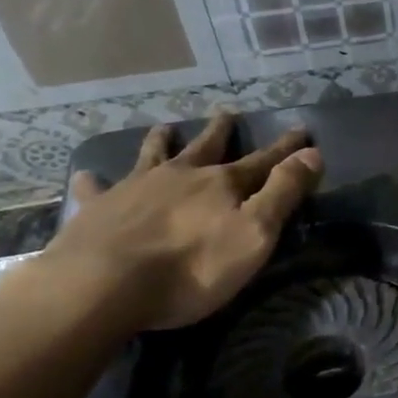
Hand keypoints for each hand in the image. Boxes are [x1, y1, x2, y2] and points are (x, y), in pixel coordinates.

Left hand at [43, 111, 323, 330]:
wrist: (104, 285)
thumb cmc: (192, 267)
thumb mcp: (254, 233)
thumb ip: (283, 193)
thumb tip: (312, 154)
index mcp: (221, 184)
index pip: (262, 161)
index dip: (285, 148)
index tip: (302, 130)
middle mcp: (180, 176)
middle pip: (205, 148)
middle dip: (219, 132)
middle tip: (225, 113)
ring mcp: (135, 189)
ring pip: (152, 156)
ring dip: (161, 141)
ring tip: (164, 127)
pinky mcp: (97, 210)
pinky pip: (95, 189)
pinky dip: (94, 181)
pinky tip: (85, 175)